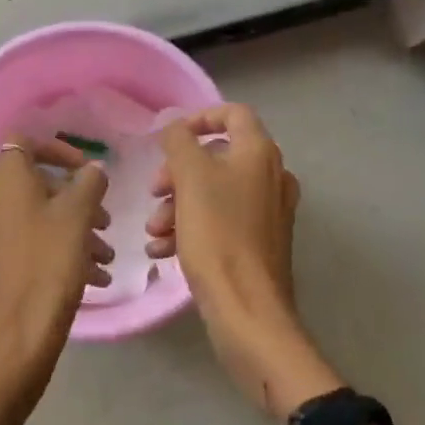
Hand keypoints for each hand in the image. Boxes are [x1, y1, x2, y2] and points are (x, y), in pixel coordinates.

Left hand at [0, 137, 112, 415]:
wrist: (13, 343)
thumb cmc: (47, 267)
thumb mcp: (77, 218)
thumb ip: (89, 184)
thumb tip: (92, 170)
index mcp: (6, 182)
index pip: (21, 141)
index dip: (55, 148)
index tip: (85, 170)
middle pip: (36, 184)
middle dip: (75, 197)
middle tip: (104, 220)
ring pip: (39, 218)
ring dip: (75, 229)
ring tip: (106, 256)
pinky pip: (33, 246)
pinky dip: (62, 252)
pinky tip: (95, 279)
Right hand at [146, 105, 341, 417]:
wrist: (248, 310)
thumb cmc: (218, 234)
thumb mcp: (190, 178)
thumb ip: (179, 141)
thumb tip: (174, 126)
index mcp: (259, 153)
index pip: (232, 113)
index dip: (199, 118)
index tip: (169, 139)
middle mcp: (271, 176)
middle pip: (217, 156)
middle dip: (178, 173)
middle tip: (154, 192)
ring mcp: (268, 211)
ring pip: (214, 192)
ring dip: (178, 205)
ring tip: (154, 232)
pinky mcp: (259, 242)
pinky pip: (221, 221)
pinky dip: (192, 228)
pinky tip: (164, 251)